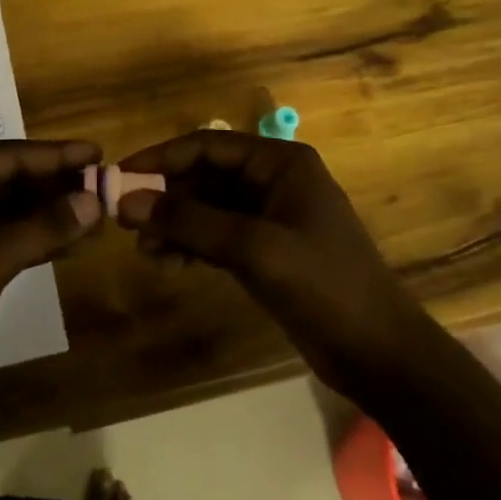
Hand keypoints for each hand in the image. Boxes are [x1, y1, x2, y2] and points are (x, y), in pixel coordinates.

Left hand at [0, 139, 102, 388]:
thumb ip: (43, 228)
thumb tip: (93, 200)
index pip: (7, 155)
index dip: (56, 155)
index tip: (98, 152)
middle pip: (7, 180)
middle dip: (54, 186)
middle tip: (103, 187)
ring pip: (4, 211)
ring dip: (46, 216)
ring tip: (95, 217)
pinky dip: (30, 241)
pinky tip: (68, 245)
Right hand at [115, 132, 423, 388]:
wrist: (379, 354)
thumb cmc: (323, 285)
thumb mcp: (253, 248)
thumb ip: (189, 222)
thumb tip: (126, 200)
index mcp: (279, 162)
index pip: (207, 146)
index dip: (161, 158)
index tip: (120, 175)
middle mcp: (272, 180)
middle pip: (204, 176)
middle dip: (165, 197)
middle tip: (124, 220)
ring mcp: (269, 217)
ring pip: (207, 208)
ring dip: (174, 224)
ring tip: (143, 250)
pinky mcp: (266, 250)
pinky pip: (217, 235)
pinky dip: (191, 245)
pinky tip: (167, 263)